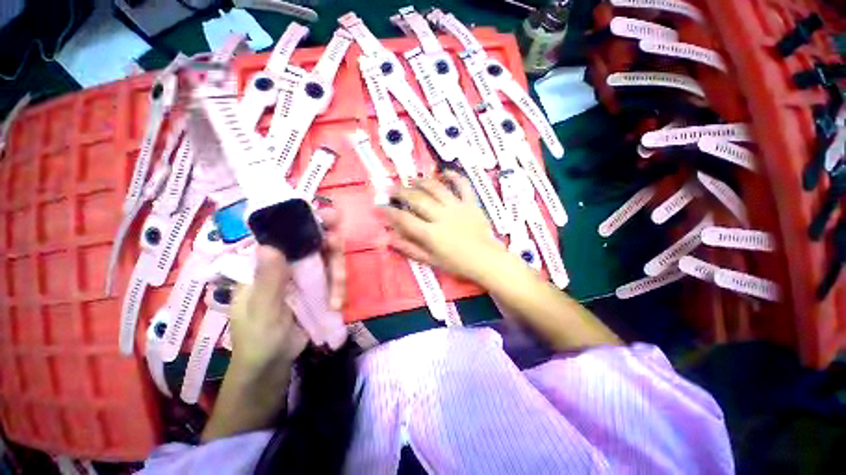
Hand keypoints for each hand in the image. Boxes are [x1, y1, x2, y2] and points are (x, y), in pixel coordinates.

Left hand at [228, 206, 345, 374]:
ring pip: (324, 259)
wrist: (270, 369)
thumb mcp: (262, 313)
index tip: (328, 217)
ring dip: (336, 274)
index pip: (282, 230)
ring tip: (336, 300)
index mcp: (261, 262)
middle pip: (310, 239)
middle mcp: (280, 263)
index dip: (304, 218)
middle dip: (328, 245)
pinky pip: (329, 280)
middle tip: (338, 247)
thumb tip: (271, 244)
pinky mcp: (311, 293)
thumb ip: (267, 281)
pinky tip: (336, 306)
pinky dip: (337, 289)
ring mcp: (297, 278)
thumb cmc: (257, 340)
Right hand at [381, 172, 507, 282]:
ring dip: (422, 181)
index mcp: (431, 234)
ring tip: (412, 180)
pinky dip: (454, 176)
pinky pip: (462, 185)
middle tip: (392, 189)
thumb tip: (390, 238)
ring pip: (436, 188)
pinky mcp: (471, 203)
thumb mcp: (431, 260)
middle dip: (401, 192)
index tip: (380, 207)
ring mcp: (457, 207)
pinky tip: (444, 172)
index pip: (404, 219)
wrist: (486, 260)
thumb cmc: (457, 263)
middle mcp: (441, 217)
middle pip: (417, 199)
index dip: (389, 212)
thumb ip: (410, 248)